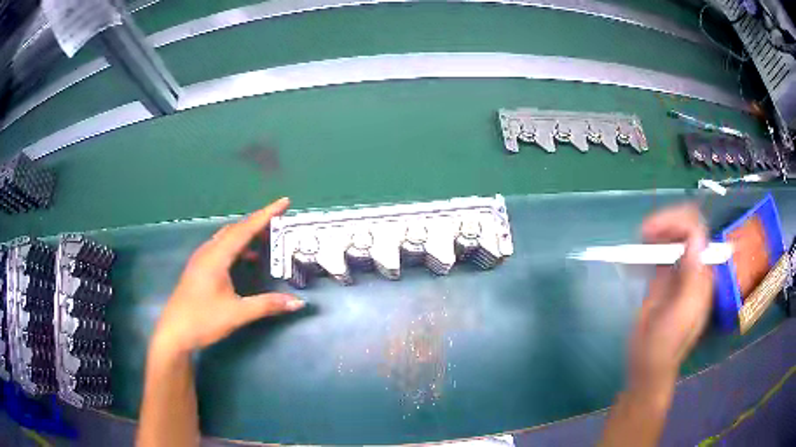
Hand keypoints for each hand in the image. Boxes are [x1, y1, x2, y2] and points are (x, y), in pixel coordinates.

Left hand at [152, 198, 303, 353]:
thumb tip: (298, 303)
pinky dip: (237, 247)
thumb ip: (268, 305)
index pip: (245, 229)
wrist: (174, 333)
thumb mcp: (238, 314)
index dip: (266, 214)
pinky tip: (246, 259)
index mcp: (216, 256)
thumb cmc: (203, 320)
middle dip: (258, 223)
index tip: (284, 202)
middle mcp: (208, 251)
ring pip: (227, 238)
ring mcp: (201, 259)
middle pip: (235, 229)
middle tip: (279, 223)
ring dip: (247, 235)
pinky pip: (221, 248)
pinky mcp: (199, 268)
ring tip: (266, 239)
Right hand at [630, 203, 713, 394]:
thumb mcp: (681, 314)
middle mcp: (692, 268)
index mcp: (702, 275)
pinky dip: (651, 245)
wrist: (648, 365)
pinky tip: (640, 249)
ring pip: (673, 237)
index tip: (652, 230)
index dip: (677, 223)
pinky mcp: (663, 279)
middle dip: (667, 223)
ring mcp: (677, 272)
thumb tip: (696, 238)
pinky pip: (661, 252)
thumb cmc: (665, 345)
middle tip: (643, 232)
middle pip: (686, 229)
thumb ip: (691, 278)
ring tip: (641, 238)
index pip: (696, 233)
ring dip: (659, 231)